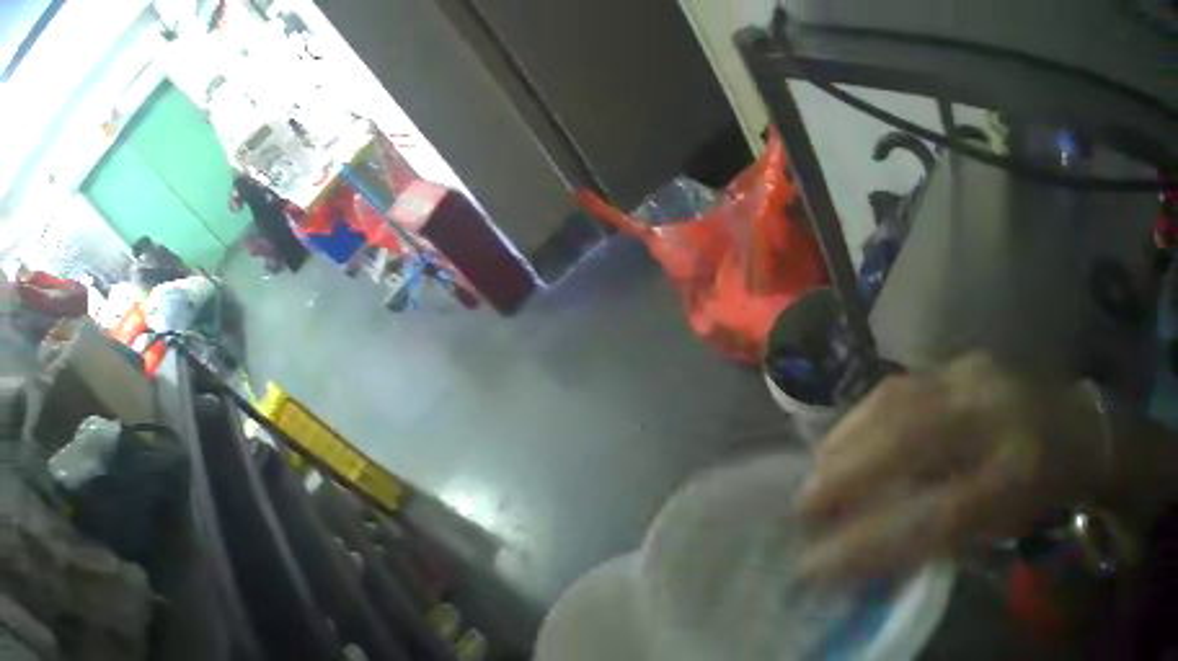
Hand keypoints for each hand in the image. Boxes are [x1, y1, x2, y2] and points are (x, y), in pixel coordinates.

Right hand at [796, 355, 1108, 583]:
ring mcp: (979, 377)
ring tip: (814, 474)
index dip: (868, 545)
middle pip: (909, 443)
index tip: (813, 568)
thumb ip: (941, 541)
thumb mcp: (1002, 532)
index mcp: (1017, 473)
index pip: (932, 516)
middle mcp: (997, 415)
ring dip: (847, 440)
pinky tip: (843, 437)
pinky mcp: (965, 360)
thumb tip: (870, 554)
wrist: (1078, 426)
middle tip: (801, 511)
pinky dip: (864, 414)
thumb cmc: (1043, 494)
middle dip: (846, 480)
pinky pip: (903, 384)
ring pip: (900, 404)